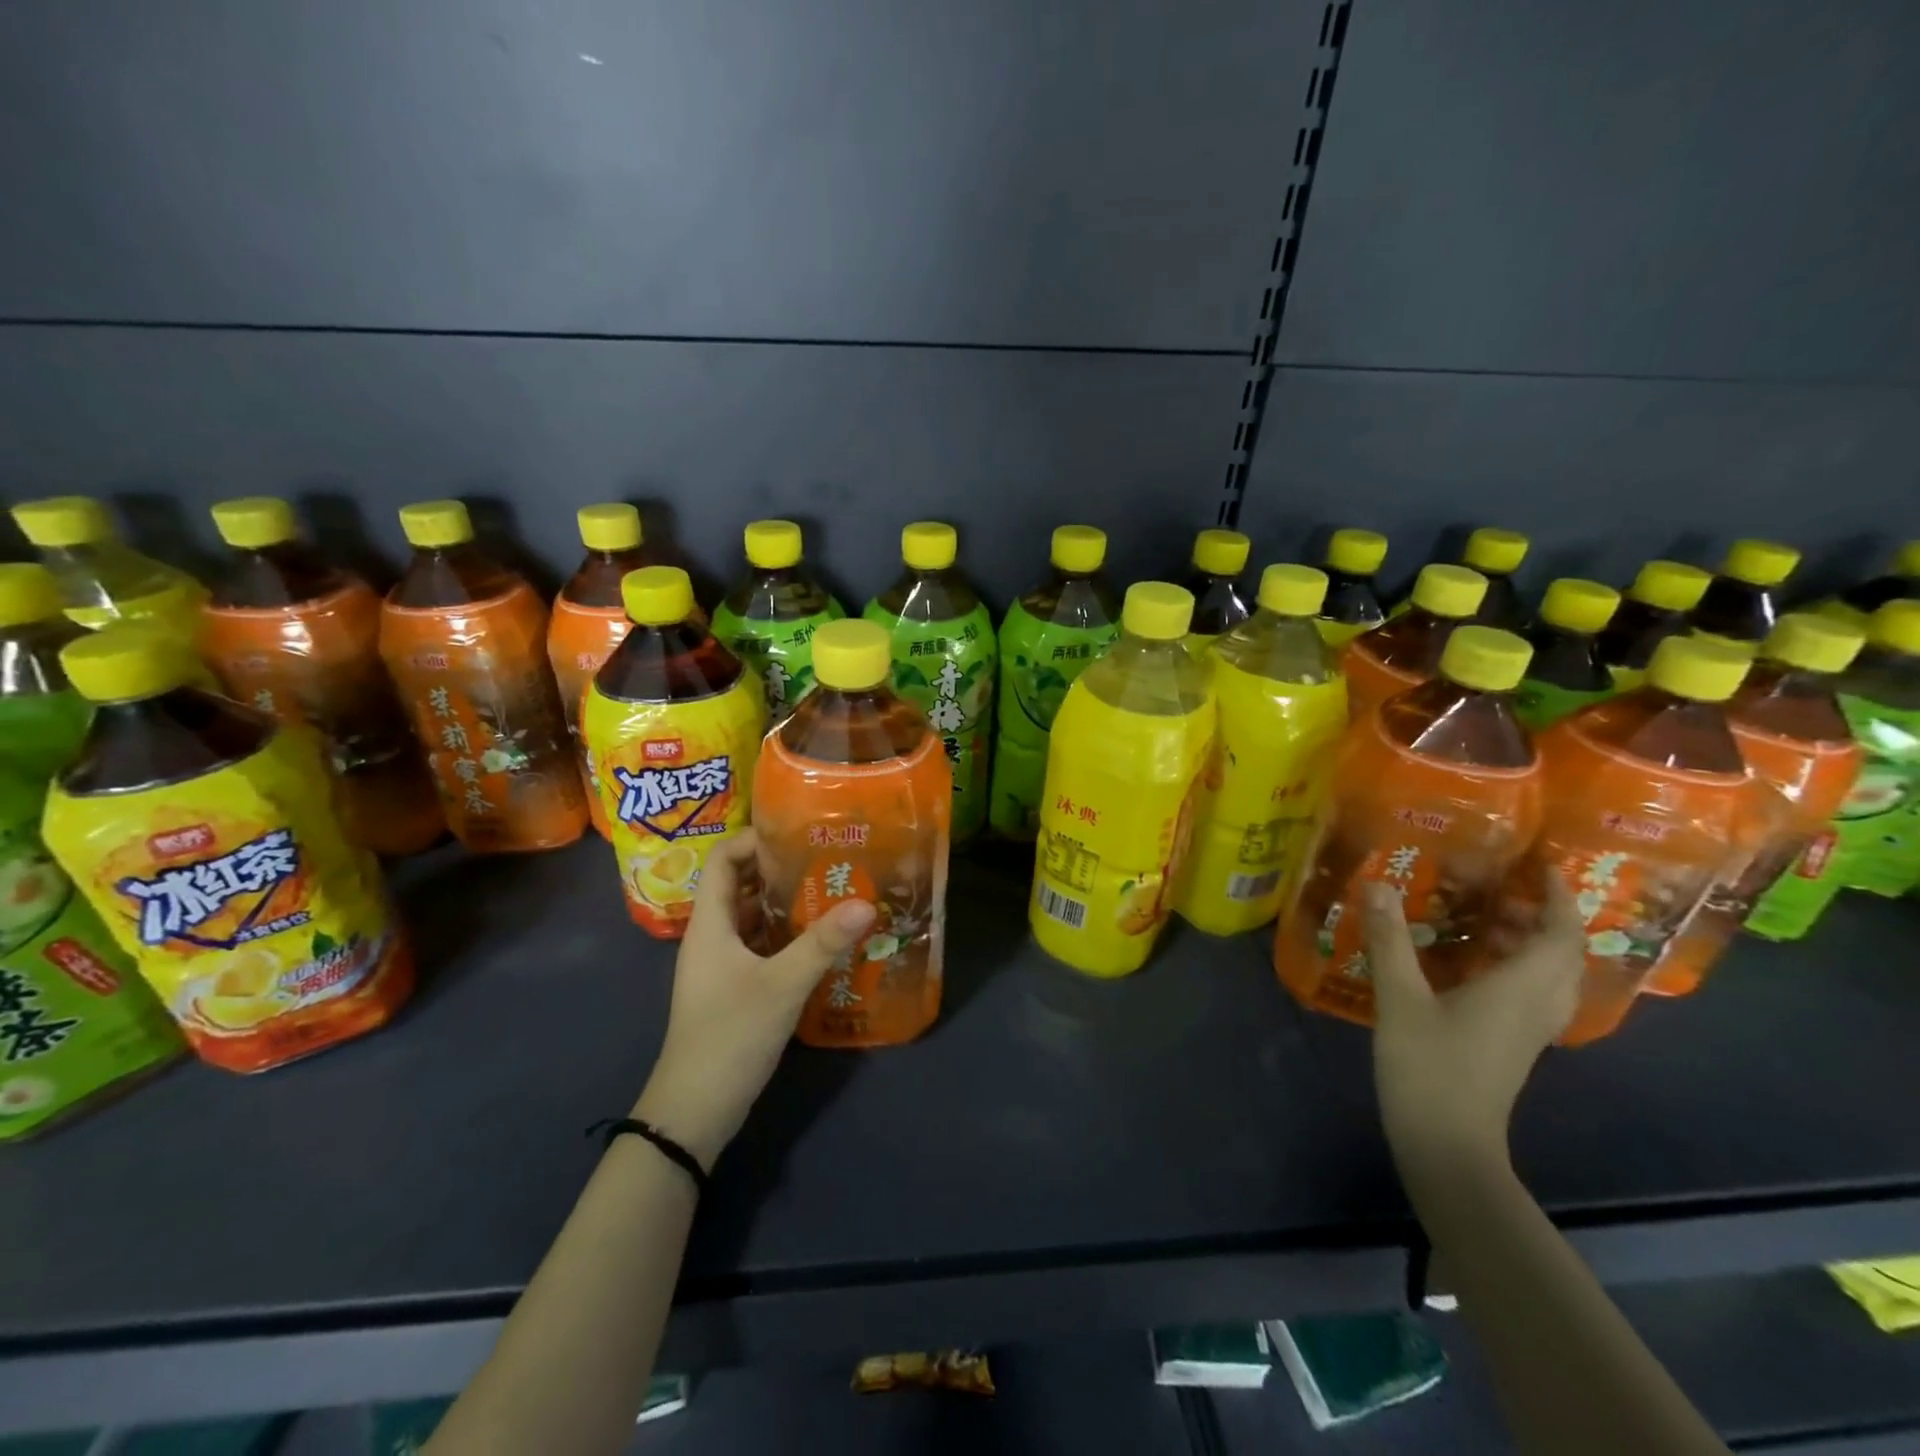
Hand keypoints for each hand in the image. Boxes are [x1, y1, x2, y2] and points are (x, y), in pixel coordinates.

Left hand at [633, 831, 874, 1169]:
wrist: (695, 1110)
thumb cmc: (730, 1035)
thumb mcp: (782, 985)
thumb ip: (823, 943)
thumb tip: (866, 903)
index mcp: (710, 924)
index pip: (722, 860)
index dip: (753, 839)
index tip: (796, 833)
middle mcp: (712, 937)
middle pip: (739, 885)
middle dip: (778, 868)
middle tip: (825, 858)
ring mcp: (722, 965)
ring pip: (752, 917)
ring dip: (786, 902)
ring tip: (831, 891)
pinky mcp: (734, 988)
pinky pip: (760, 946)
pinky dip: (786, 935)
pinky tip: (821, 939)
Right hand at [1363, 869, 1584, 1177]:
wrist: (1448, 1144)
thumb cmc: (1429, 1066)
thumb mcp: (1400, 997)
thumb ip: (1390, 939)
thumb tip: (1379, 884)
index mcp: (1520, 989)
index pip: (1561, 935)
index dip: (1559, 898)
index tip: (1542, 866)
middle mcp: (1536, 1006)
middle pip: (1564, 955)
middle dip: (1547, 916)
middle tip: (1508, 888)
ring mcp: (1529, 1030)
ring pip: (1551, 976)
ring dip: (1533, 942)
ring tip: (1490, 917)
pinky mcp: (1513, 1045)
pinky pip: (1533, 994)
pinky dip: (1518, 967)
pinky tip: (1475, 964)